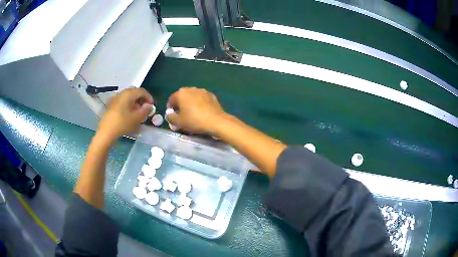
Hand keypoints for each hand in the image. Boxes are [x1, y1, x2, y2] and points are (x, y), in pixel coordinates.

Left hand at [98, 88, 152, 140]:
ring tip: (137, 113)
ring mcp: (115, 98)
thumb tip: (149, 106)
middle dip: (141, 99)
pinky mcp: (111, 105)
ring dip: (135, 103)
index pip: (142, 91)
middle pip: (134, 92)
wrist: (106, 132)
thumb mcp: (137, 118)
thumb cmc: (122, 123)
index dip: (149, 97)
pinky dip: (128, 105)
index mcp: (128, 93)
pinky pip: (122, 101)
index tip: (152, 106)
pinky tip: (129, 115)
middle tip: (145, 109)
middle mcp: (122, 93)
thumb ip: (145, 110)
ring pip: (128, 97)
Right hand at [166, 87, 225, 133]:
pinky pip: (202, 99)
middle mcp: (191, 88)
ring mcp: (202, 91)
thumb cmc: (194, 121)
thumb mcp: (179, 122)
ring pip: (192, 97)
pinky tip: (202, 113)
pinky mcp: (211, 95)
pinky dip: (200, 104)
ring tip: (192, 114)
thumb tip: (169, 113)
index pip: (171, 99)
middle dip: (181, 105)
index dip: (170, 109)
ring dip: (190, 104)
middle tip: (182, 116)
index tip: (173, 117)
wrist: (216, 121)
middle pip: (182, 97)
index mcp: (181, 93)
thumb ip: (170, 117)